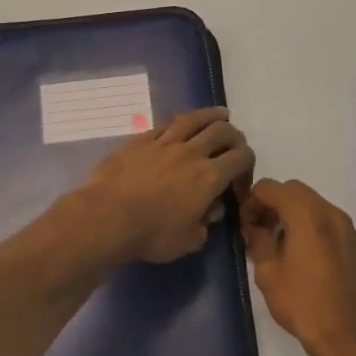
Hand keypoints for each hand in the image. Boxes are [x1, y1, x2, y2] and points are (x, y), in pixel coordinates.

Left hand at [72, 108, 255, 263]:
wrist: (107, 217)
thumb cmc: (152, 235)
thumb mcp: (188, 241)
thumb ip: (206, 224)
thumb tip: (213, 209)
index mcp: (209, 177)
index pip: (242, 157)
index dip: (248, 165)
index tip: (239, 181)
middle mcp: (191, 152)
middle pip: (222, 131)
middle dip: (235, 136)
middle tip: (233, 147)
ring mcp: (164, 143)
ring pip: (194, 119)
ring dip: (212, 115)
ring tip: (220, 115)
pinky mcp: (140, 141)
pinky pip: (165, 125)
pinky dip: (179, 124)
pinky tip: (180, 125)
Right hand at [241, 179, 355, 355]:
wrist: (349, 339)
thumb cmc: (302, 304)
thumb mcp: (268, 273)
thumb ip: (258, 241)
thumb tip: (255, 228)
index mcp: (308, 216)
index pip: (273, 187)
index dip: (253, 200)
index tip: (246, 224)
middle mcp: (334, 215)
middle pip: (298, 192)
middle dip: (276, 205)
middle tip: (262, 231)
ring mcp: (353, 232)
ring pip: (319, 209)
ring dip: (298, 218)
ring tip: (286, 248)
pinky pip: (336, 230)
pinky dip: (319, 234)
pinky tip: (313, 264)